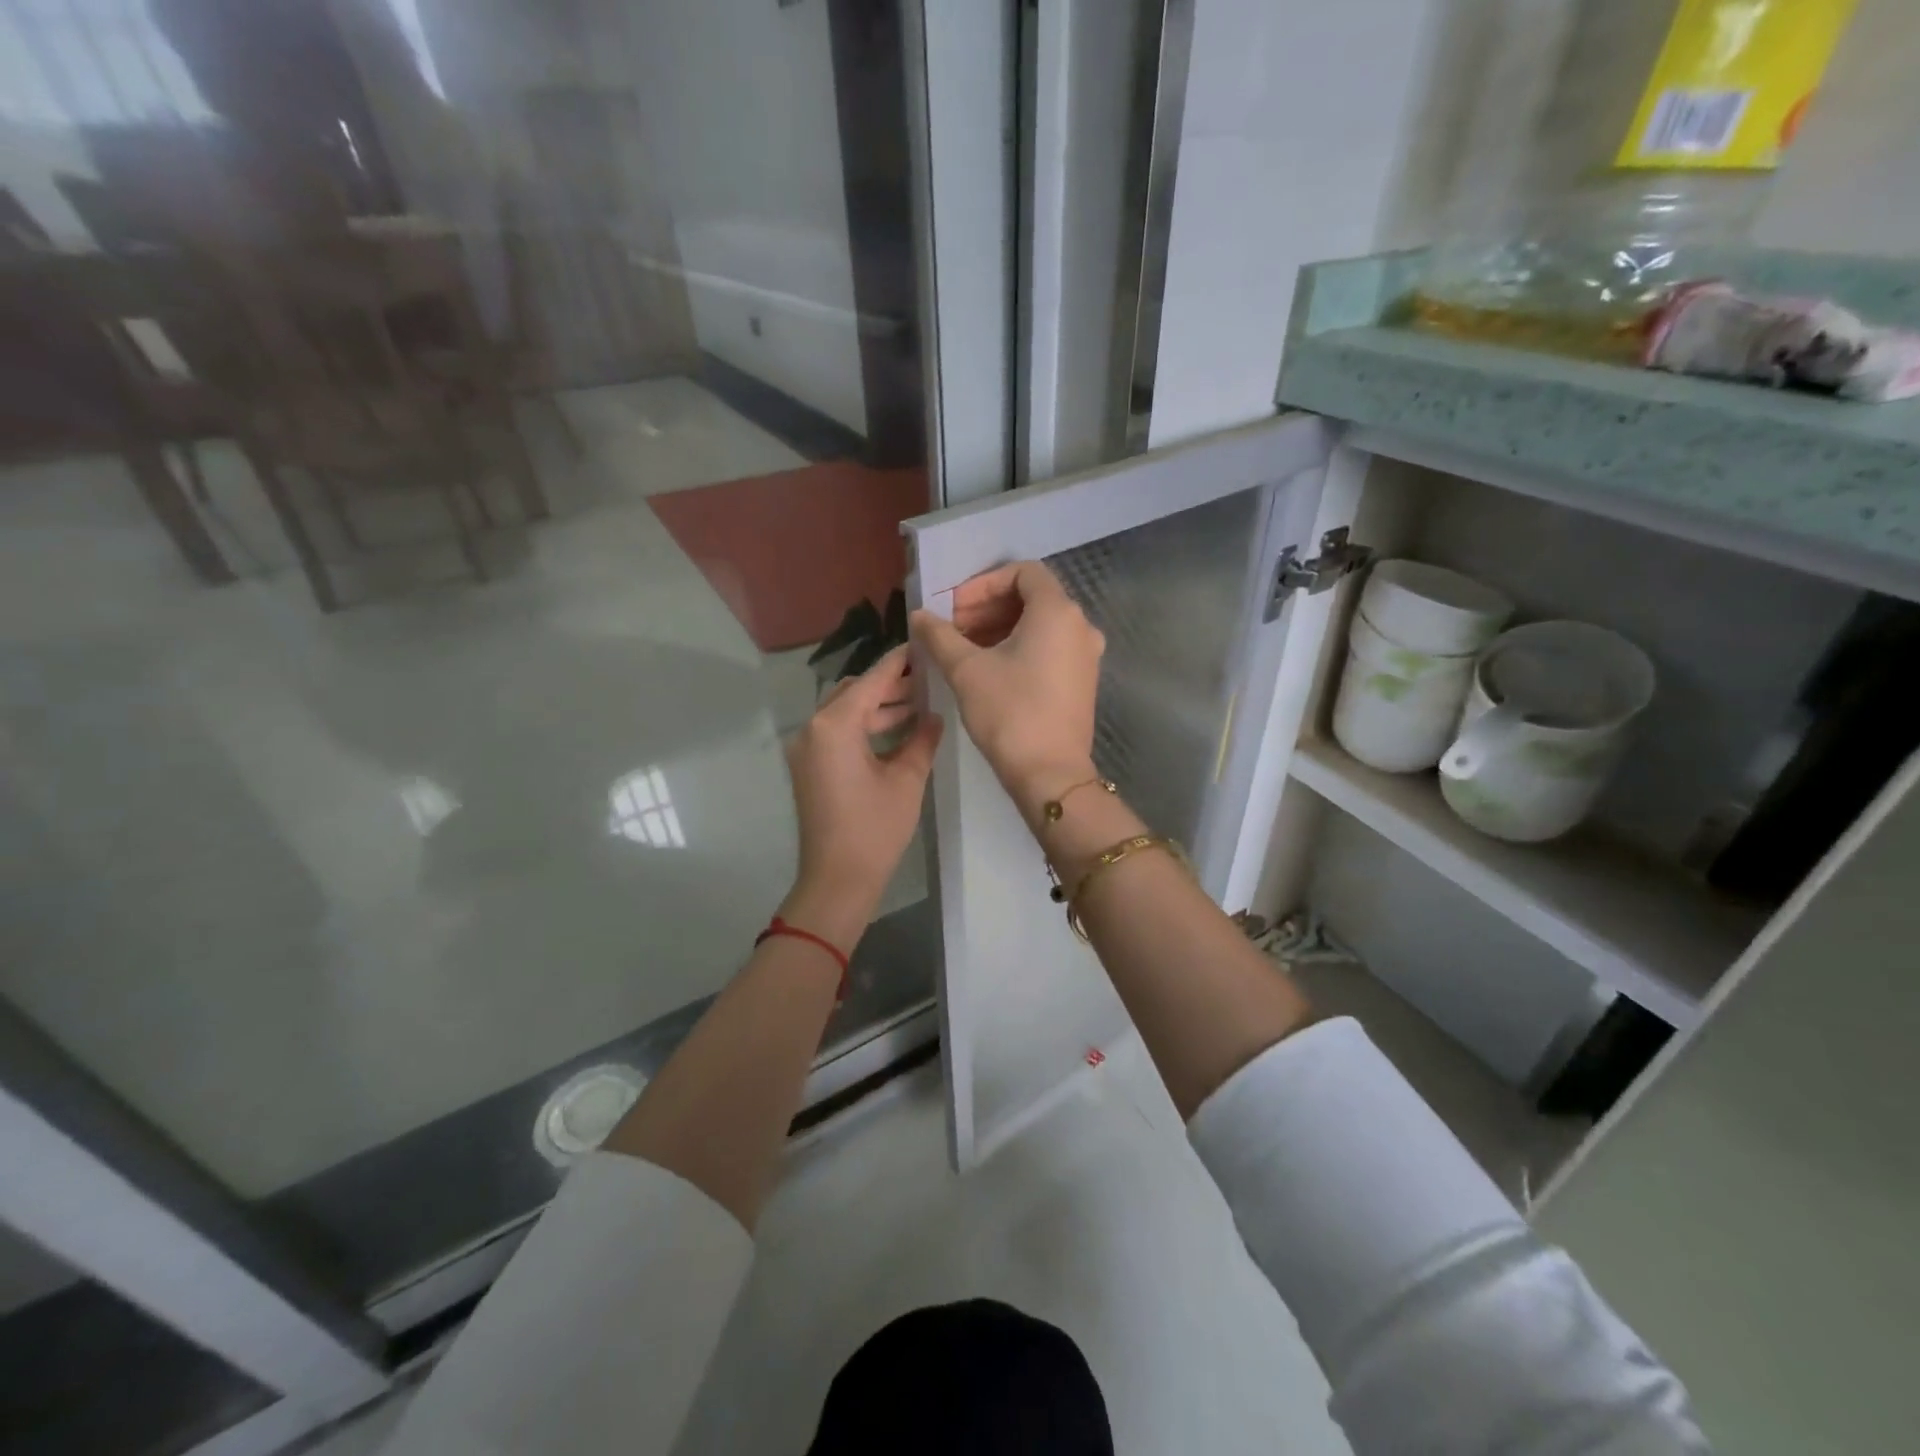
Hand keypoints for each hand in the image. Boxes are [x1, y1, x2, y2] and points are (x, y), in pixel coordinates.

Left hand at [782, 645, 942, 943]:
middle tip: (927, 681)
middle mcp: (813, 728)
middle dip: (889, 685)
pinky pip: (837, 733)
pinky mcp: (809, 767)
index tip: (922, 645)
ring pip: (845, 713)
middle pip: (853, 692)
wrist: (837, 879)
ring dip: (878, 708)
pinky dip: (864, 728)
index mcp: (834, 725)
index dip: (898, 662)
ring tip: (919, 707)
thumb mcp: (906, 780)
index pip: (870, 680)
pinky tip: (897, 732)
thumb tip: (933, 717)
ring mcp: (806, 749)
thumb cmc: (875, 829)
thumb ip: (922, 740)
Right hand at [910, 561, 1103, 806]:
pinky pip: (1050, 647)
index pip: (1022, 572)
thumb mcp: (966, 670)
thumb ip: (940, 635)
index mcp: (1057, 612)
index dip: (983, 584)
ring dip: (1001, 628)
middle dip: (988, 607)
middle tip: (953, 629)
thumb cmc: (1009, 713)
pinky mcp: (1082, 680)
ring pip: (1040, 624)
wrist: (1050, 773)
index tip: (954, 608)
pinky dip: (1020, 647)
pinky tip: (990, 669)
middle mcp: (1080, 625)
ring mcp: (1086, 654)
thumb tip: (919, 616)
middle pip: (1031, 597)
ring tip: (965, 650)